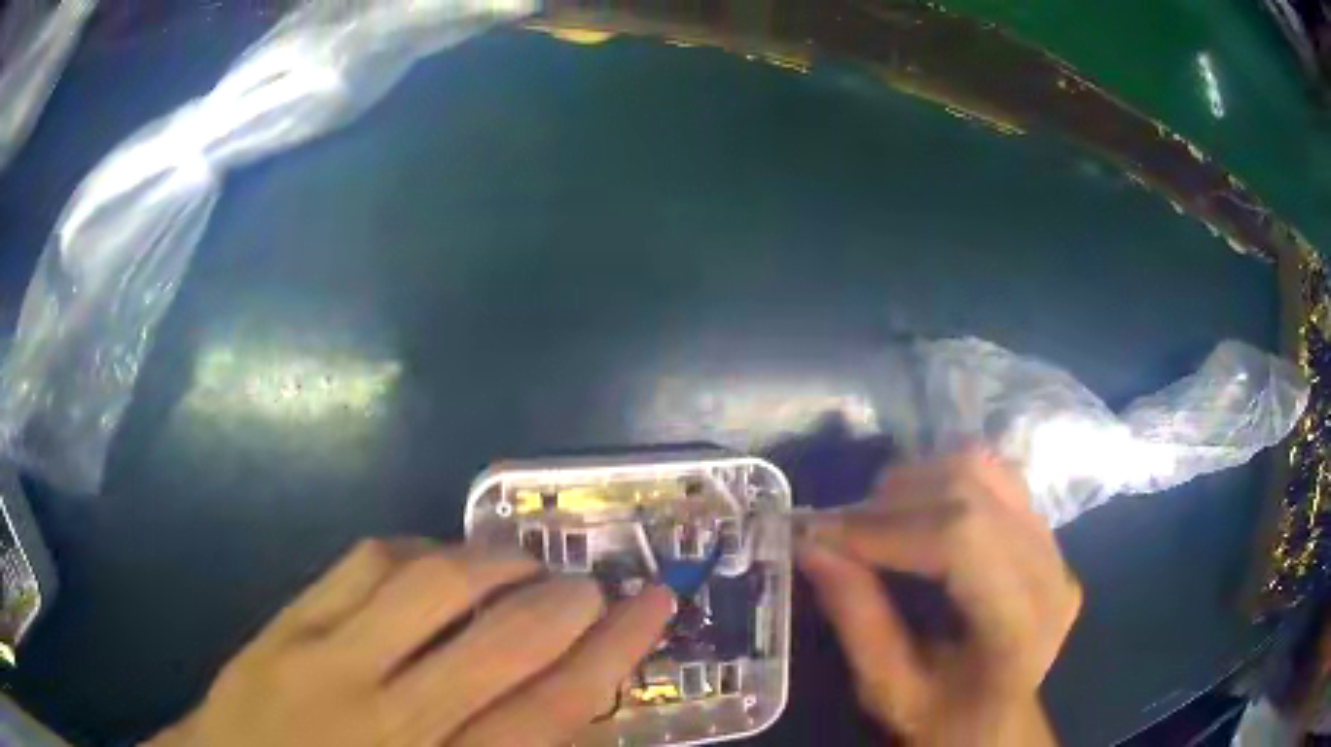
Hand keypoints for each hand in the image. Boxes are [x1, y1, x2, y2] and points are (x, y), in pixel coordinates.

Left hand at [148, 538, 673, 746]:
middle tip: (593, 582)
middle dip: (566, 602)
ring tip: (522, 562)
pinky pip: (363, 564)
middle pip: (504, 642)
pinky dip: (417, 550)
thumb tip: (569, 715)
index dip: (615, 652)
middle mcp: (392, 720)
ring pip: (432, 586)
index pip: (554, 709)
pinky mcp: (286, 625)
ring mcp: (328, 663)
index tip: (654, 605)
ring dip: (493, 563)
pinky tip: (436, 559)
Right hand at [797, 448, 1081, 745]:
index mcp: (1020, 626)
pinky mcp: (1047, 536)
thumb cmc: (943, 720)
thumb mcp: (889, 691)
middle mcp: (1050, 572)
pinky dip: (944, 483)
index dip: (886, 528)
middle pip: (973, 492)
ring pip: (985, 471)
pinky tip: (916, 513)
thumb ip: (856, 619)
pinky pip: (996, 480)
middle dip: (892, 502)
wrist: (999, 727)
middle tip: (837, 530)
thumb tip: (812, 547)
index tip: (819, 536)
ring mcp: (1056, 547)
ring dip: (918, 482)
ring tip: (873, 518)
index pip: (962, 539)